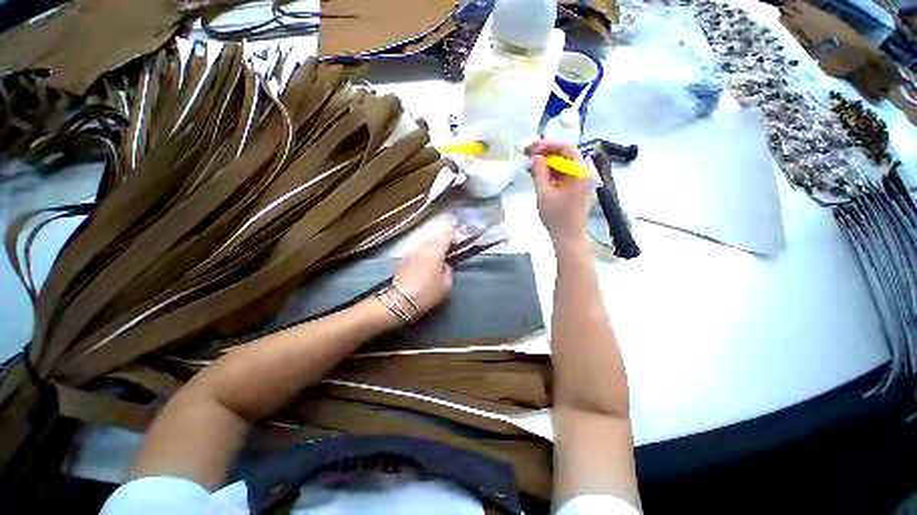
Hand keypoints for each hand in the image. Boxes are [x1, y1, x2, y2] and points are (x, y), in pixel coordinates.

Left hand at [392, 227, 453, 315]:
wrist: (400, 301)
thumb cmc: (427, 293)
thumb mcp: (446, 285)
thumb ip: (448, 270)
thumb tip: (444, 265)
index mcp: (435, 251)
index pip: (446, 236)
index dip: (453, 237)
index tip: (458, 242)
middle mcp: (422, 248)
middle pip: (434, 239)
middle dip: (442, 242)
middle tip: (448, 249)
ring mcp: (411, 252)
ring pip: (424, 245)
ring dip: (431, 248)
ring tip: (436, 256)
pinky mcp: (403, 259)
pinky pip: (417, 252)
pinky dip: (423, 254)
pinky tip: (425, 262)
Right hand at [527, 140, 592, 252]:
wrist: (568, 237)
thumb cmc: (557, 216)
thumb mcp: (544, 192)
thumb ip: (540, 172)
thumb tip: (536, 157)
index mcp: (580, 171)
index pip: (566, 148)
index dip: (548, 145)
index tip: (532, 149)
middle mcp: (582, 173)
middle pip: (564, 155)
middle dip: (545, 153)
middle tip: (527, 153)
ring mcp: (579, 182)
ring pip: (562, 165)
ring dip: (546, 163)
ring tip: (528, 165)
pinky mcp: (573, 189)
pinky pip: (561, 175)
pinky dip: (549, 173)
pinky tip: (536, 174)